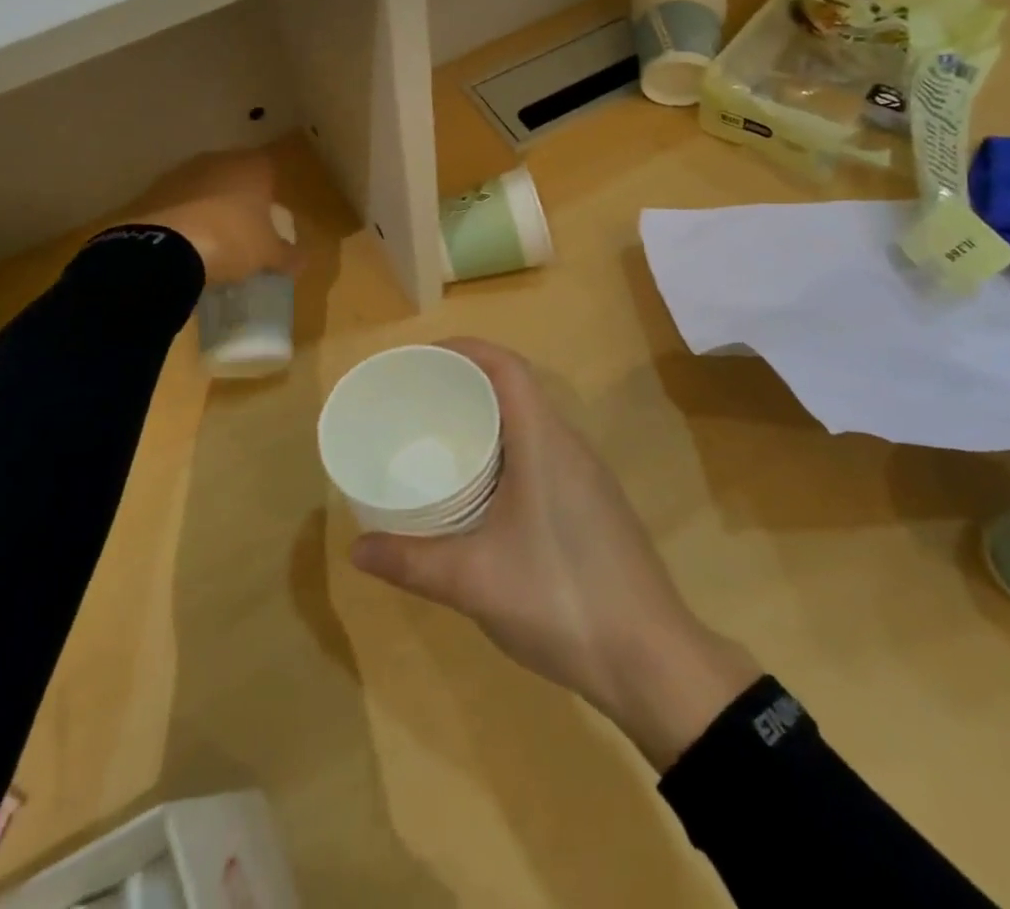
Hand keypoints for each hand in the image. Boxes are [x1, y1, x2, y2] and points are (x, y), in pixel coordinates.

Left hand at [130, 150, 299, 287]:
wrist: (168, 248)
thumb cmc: (233, 241)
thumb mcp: (268, 255)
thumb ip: (288, 255)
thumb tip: (301, 260)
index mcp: (253, 167)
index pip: (269, 168)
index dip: (270, 192)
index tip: (268, 217)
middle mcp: (218, 160)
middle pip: (234, 175)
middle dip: (237, 197)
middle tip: (241, 229)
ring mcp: (182, 173)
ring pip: (202, 186)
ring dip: (206, 205)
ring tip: (210, 239)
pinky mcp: (152, 190)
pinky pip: (176, 202)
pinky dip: (181, 217)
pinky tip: (183, 242)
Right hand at [352, 338, 762, 771]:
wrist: (653, 660)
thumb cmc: (560, 599)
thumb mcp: (472, 581)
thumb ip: (410, 561)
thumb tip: (356, 549)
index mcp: (545, 441)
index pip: (507, 367)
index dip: (465, 349)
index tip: (421, 359)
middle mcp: (570, 446)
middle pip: (517, 389)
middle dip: (467, 384)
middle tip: (418, 402)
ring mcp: (588, 476)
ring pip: (532, 424)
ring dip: (489, 420)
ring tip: (443, 440)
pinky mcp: (595, 505)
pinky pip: (544, 454)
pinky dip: (508, 452)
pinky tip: (484, 492)